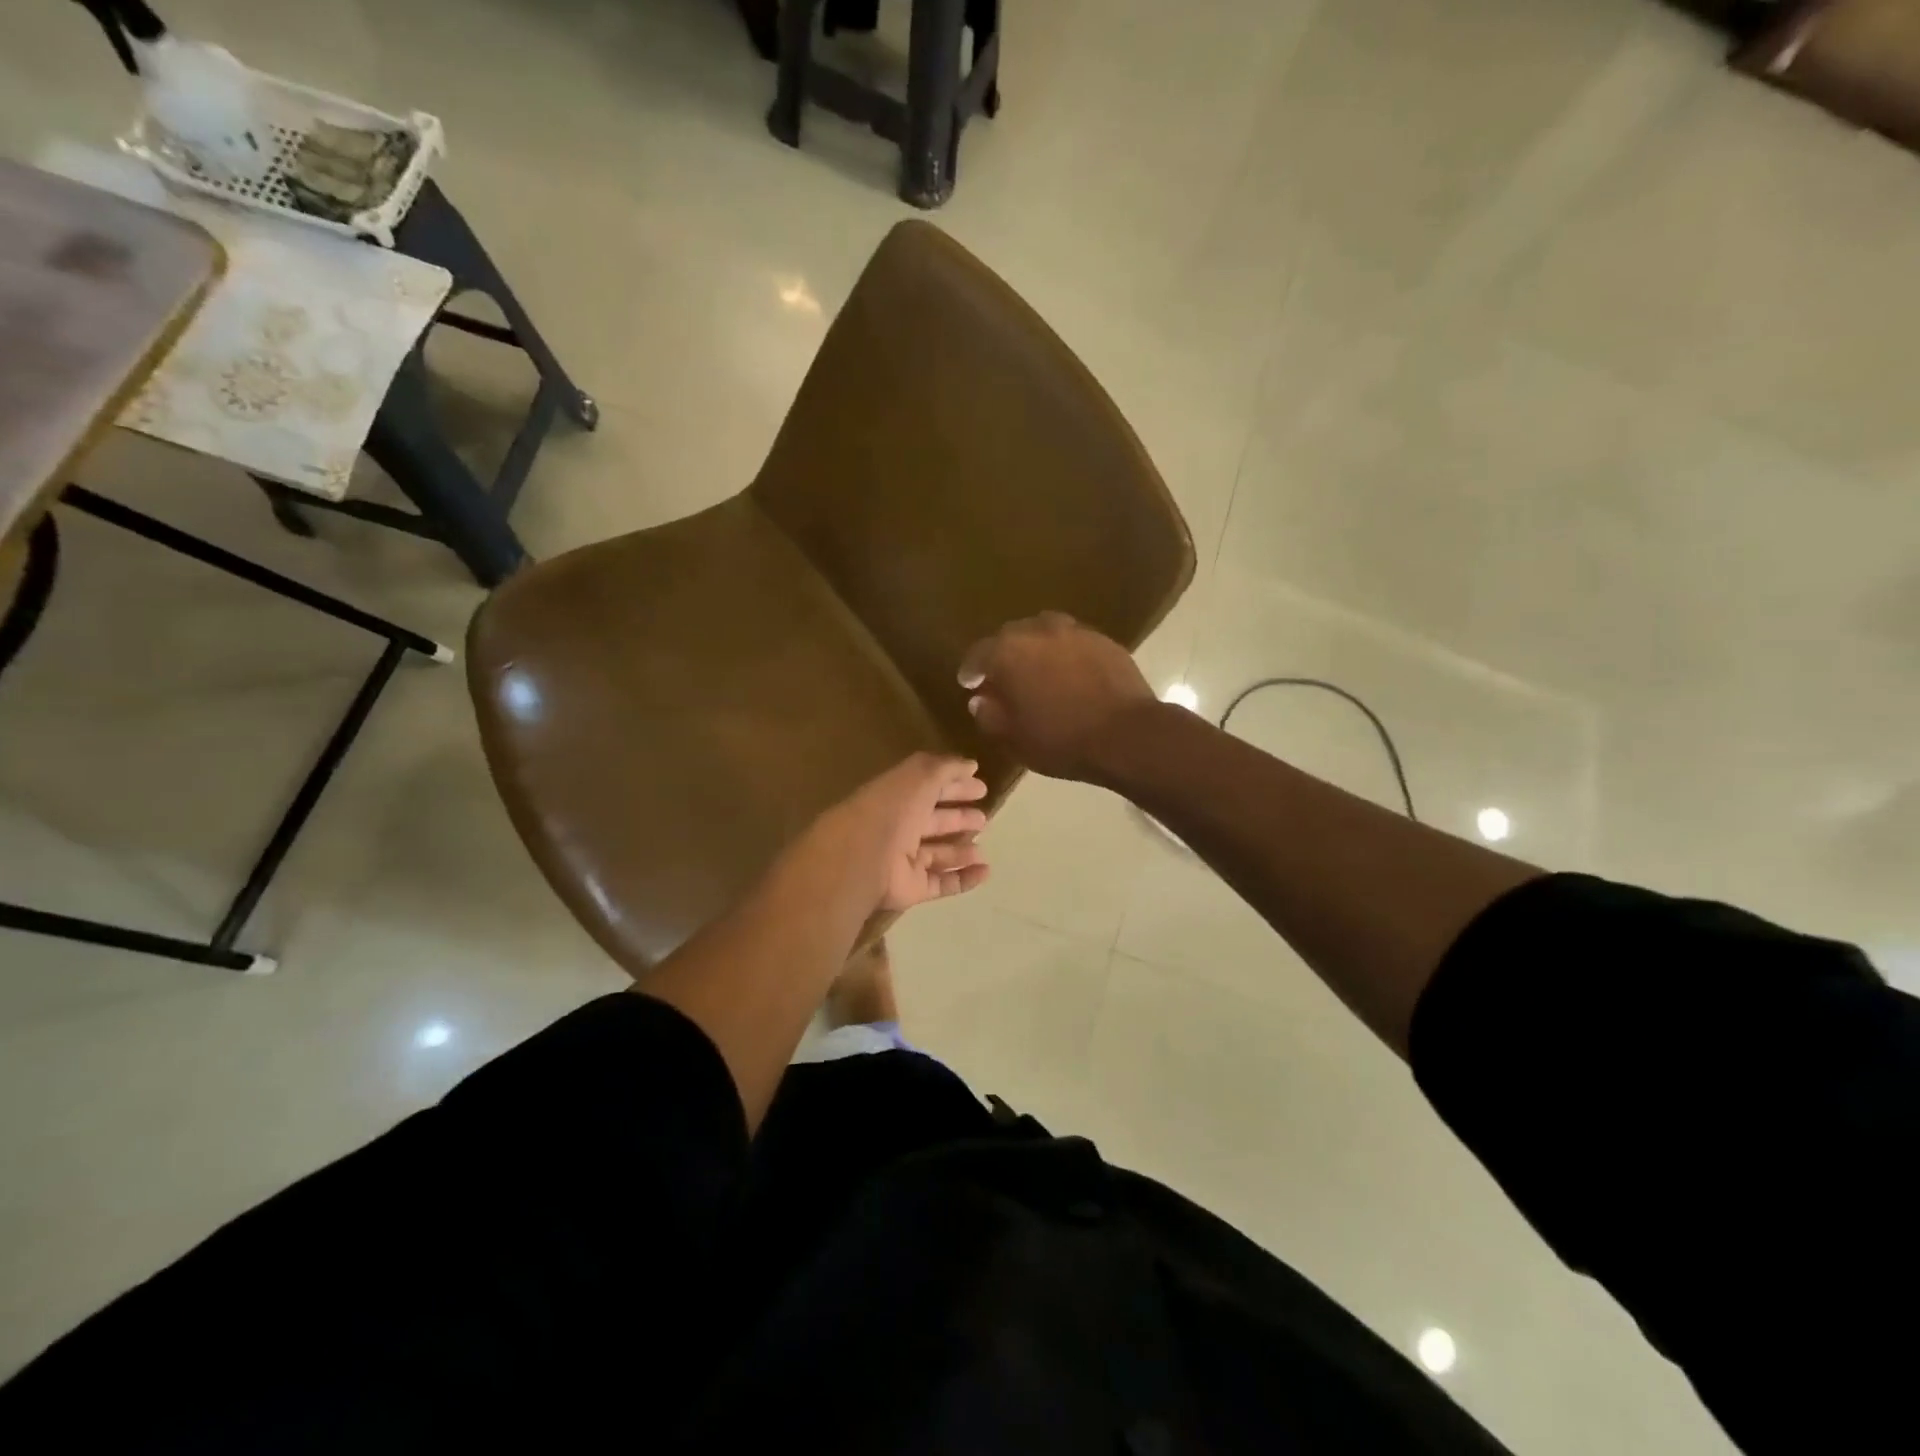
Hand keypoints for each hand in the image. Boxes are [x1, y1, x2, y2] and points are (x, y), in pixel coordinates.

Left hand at [816, 753, 989, 911]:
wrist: (862, 860)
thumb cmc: (890, 811)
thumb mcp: (918, 777)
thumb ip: (945, 768)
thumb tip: (971, 765)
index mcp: (896, 798)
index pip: (929, 789)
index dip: (955, 786)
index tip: (982, 787)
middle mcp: (898, 828)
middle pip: (933, 822)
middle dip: (958, 818)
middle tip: (984, 818)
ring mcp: (904, 861)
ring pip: (938, 854)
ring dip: (961, 851)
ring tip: (984, 849)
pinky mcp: (912, 888)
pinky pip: (942, 883)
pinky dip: (964, 879)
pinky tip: (986, 872)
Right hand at [959, 613, 1157, 781]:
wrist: (1126, 734)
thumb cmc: (1061, 740)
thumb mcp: (1015, 739)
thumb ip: (990, 716)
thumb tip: (980, 701)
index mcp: (1008, 652)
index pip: (978, 654)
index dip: (971, 670)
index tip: (969, 684)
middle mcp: (1038, 631)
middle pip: (1011, 637)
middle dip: (1003, 655)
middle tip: (1003, 678)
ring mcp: (1074, 631)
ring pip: (1044, 633)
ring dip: (1035, 649)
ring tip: (1038, 671)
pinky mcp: (1103, 640)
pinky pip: (1073, 642)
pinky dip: (1064, 654)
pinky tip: (1070, 674)